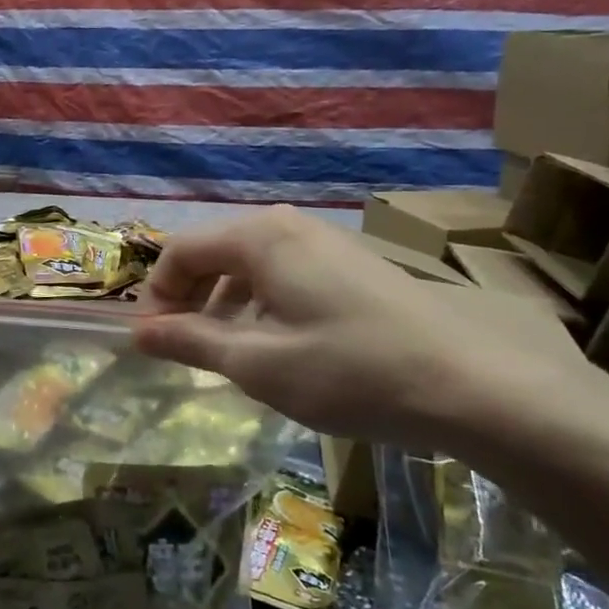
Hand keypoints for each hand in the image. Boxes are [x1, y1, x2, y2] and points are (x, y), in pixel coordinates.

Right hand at [131, 206, 570, 459]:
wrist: (470, 383)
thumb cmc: (350, 371)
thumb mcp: (258, 364)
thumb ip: (192, 341)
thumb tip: (138, 332)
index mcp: (259, 237)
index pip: (180, 251)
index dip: (157, 295)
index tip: (152, 343)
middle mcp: (288, 224)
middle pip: (214, 251)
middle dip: (189, 297)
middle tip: (182, 348)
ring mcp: (325, 240)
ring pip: (249, 263)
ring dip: (224, 302)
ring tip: (226, 351)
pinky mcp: (351, 262)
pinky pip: (284, 272)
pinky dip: (260, 302)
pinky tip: (276, 343)